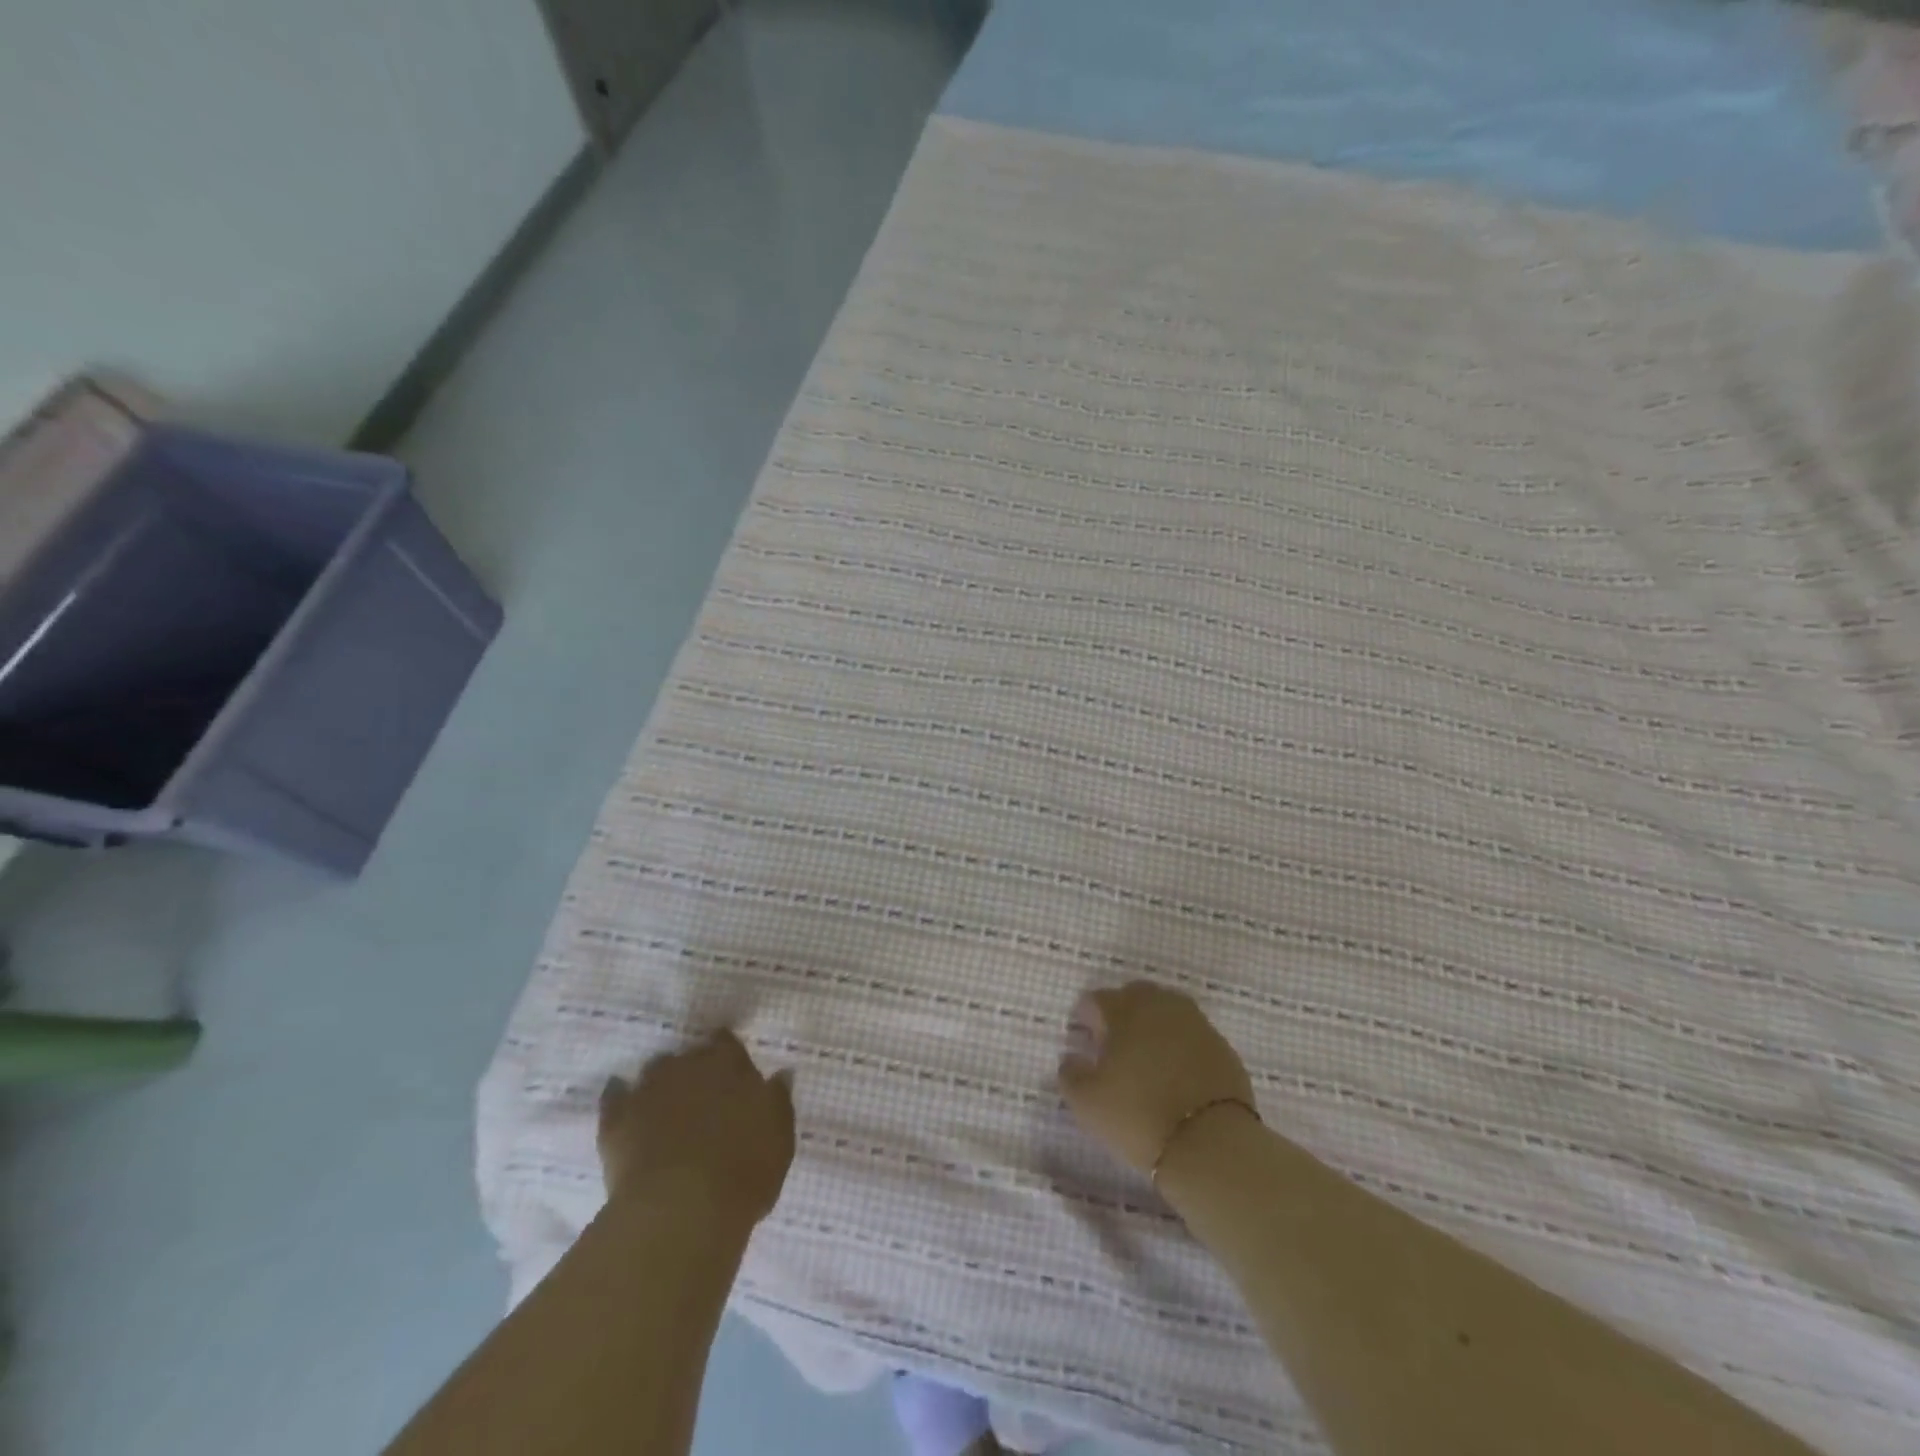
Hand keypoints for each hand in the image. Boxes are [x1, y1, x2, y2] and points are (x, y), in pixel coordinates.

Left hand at [598, 1031, 795, 1224]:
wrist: (680, 1209)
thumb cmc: (742, 1173)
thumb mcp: (779, 1139)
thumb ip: (778, 1102)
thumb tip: (781, 1074)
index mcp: (729, 1065)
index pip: (727, 1043)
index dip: (728, 1053)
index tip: (731, 1068)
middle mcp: (688, 1066)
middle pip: (689, 1055)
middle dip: (694, 1068)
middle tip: (701, 1092)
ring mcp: (649, 1089)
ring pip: (655, 1070)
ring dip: (661, 1081)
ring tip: (666, 1102)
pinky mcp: (616, 1119)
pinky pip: (614, 1096)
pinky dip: (619, 1097)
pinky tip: (622, 1103)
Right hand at [1058, 981, 1255, 1174]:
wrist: (1211, 1143)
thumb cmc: (1138, 1116)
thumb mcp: (1086, 1103)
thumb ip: (1070, 1074)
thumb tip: (1072, 1058)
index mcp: (1123, 1009)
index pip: (1096, 1000)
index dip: (1086, 1018)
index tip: (1085, 1042)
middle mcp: (1159, 1005)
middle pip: (1134, 996)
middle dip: (1121, 1013)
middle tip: (1116, 1046)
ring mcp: (1195, 1023)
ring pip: (1167, 1010)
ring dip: (1154, 1026)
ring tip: (1148, 1058)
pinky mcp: (1221, 1046)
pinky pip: (1192, 1035)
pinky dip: (1181, 1045)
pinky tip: (1177, 1074)